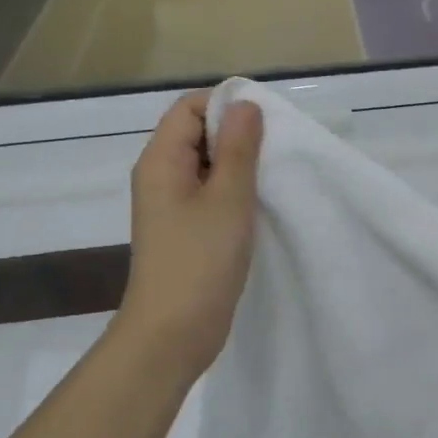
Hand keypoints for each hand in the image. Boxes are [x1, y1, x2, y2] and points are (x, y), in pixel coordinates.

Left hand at [116, 89, 262, 374]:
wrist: (173, 333)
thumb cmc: (200, 261)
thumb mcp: (228, 197)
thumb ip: (238, 147)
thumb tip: (244, 103)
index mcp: (161, 160)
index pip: (190, 107)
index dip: (226, 106)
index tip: (266, 124)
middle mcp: (160, 176)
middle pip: (198, 133)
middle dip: (237, 135)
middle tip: (276, 152)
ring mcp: (171, 205)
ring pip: (207, 165)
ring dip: (239, 166)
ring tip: (273, 178)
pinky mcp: (184, 230)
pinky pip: (209, 194)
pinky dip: (234, 192)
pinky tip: (260, 205)